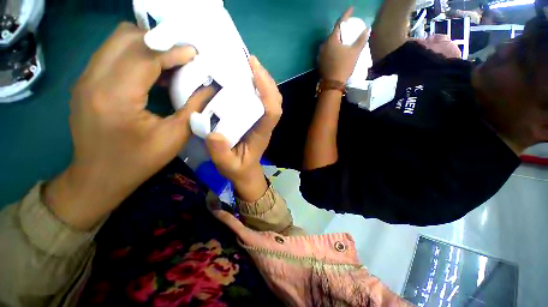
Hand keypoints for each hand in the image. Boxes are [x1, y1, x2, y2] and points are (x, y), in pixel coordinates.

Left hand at [45, 23, 212, 229]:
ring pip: (117, 41)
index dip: (173, 51)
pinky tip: (154, 72)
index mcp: (115, 96)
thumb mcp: (173, 137)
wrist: (98, 177)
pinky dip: (136, 55)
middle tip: (183, 56)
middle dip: (159, 41)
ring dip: (148, 46)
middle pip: (126, 37)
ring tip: (171, 62)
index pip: (145, 54)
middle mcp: (93, 79)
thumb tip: (209, 88)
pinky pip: (113, 55)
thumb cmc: (138, 161)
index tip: (195, 54)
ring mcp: (85, 78)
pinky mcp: (86, 82)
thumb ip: (193, 108)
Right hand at [205, 56, 281, 200]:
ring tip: (249, 65)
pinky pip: (262, 101)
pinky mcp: (257, 120)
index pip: (272, 111)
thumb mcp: (226, 165)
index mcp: (261, 134)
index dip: (267, 91)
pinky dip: (258, 87)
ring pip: (271, 99)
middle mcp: (265, 125)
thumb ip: (221, 153)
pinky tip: (246, 79)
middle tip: (251, 62)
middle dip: (266, 80)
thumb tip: (214, 134)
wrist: (245, 171)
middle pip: (275, 100)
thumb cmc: (238, 168)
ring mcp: (263, 122)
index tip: (254, 72)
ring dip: (263, 81)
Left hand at [318, 7, 368, 82]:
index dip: (346, 15)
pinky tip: (336, 52)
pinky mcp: (319, 62)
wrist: (332, 84)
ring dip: (336, 41)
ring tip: (343, 41)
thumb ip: (361, 39)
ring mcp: (320, 54)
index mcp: (331, 40)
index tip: (351, 9)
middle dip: (341, 30)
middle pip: (333, 34)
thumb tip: (368, 29)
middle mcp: (323, 45)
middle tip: (348, 29)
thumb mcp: (355, 52)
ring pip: (329, 43)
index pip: (339, 23)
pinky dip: (332, 49)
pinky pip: (326, 51)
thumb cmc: (344, 66)